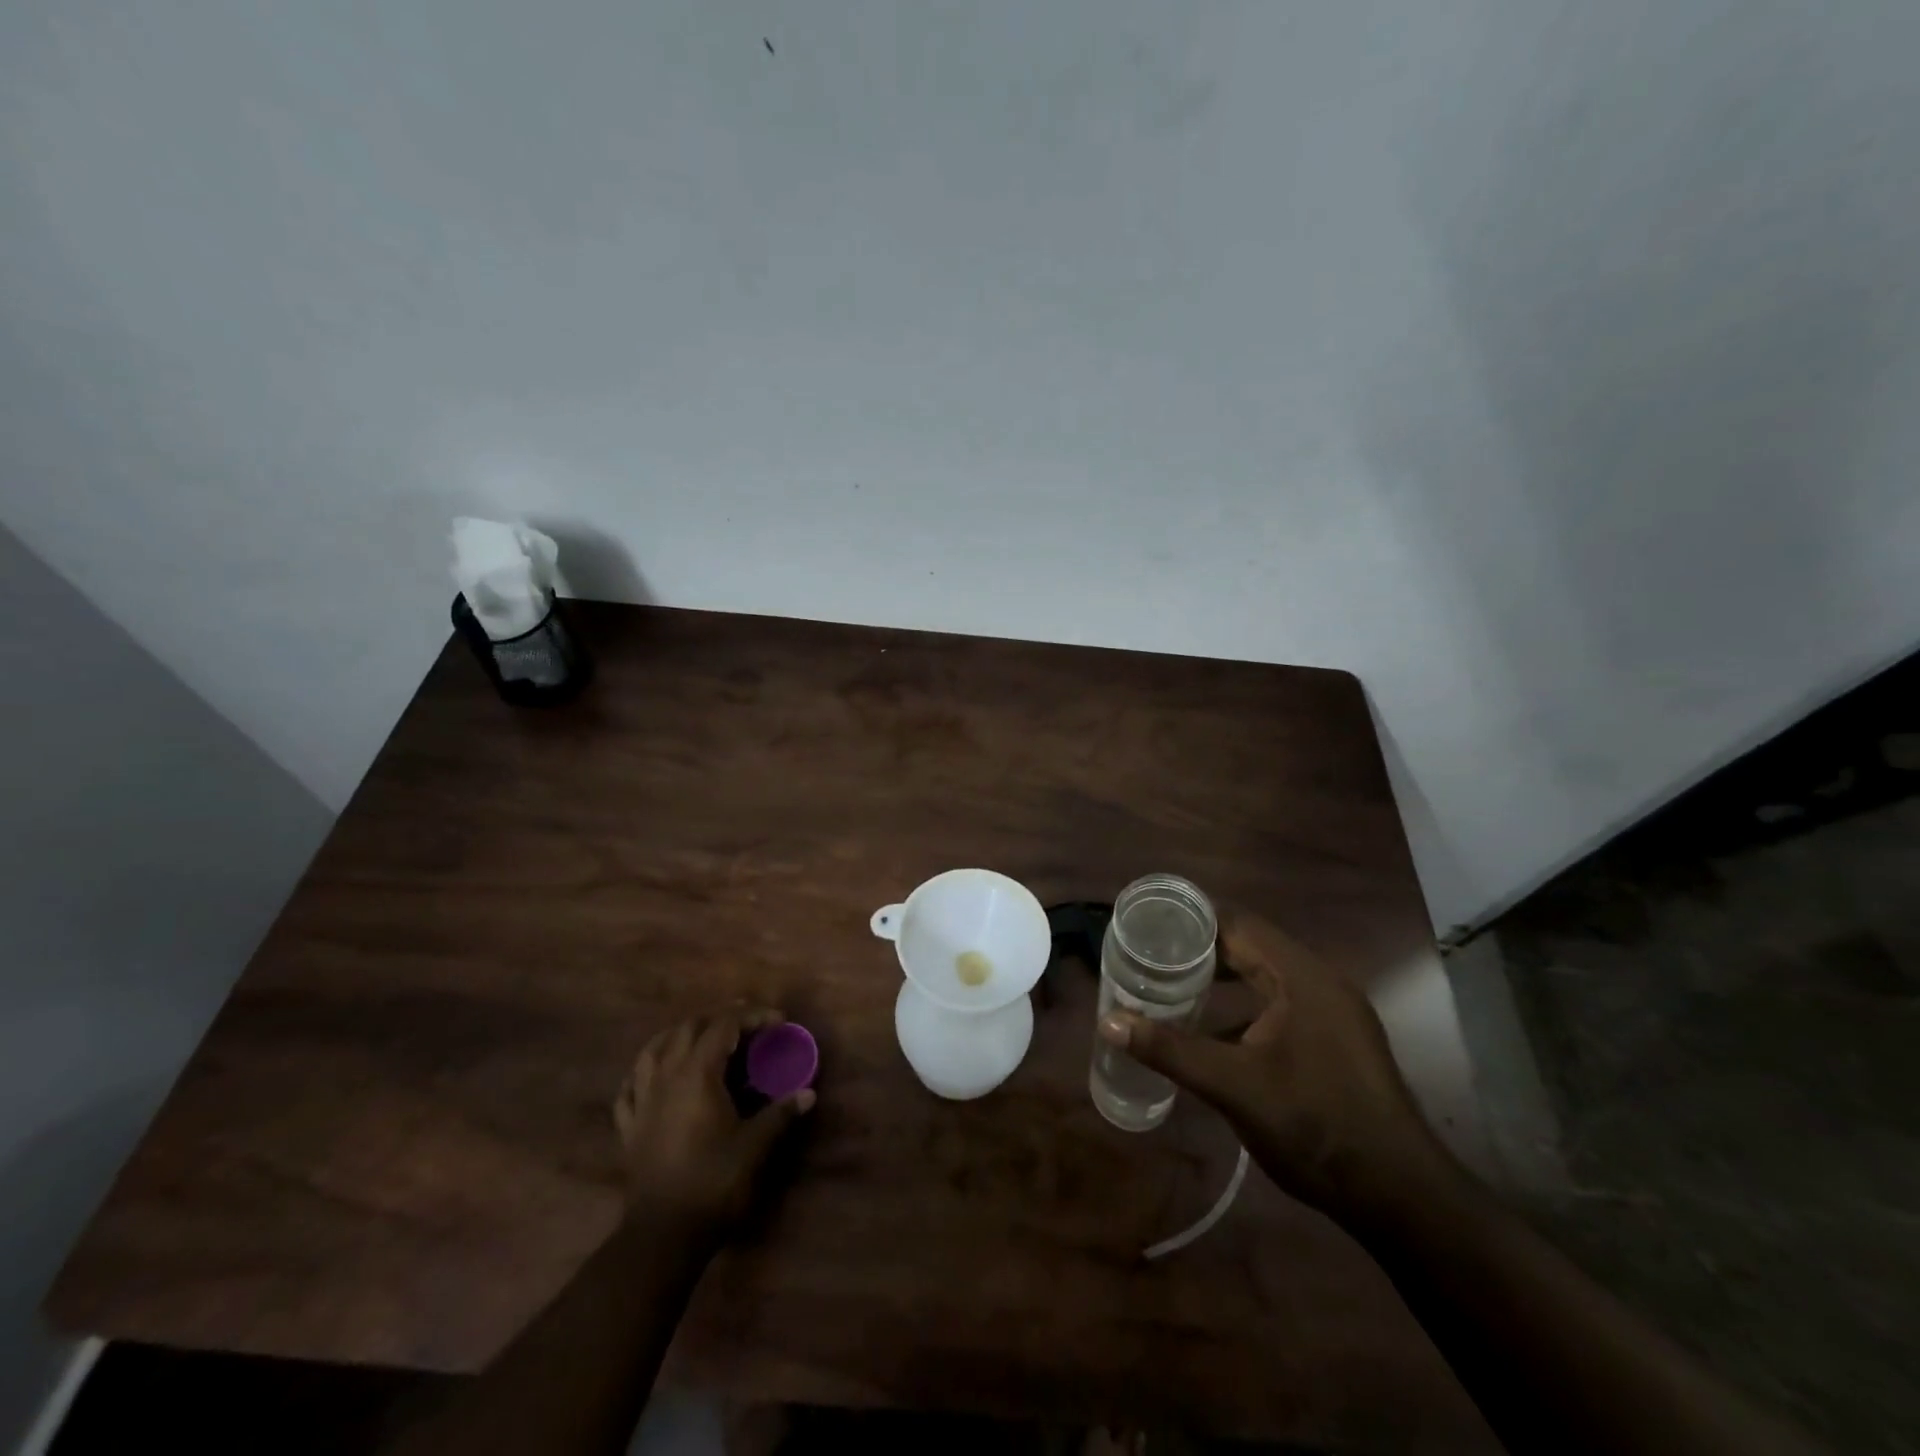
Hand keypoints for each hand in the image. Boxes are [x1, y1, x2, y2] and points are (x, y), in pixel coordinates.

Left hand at [613, 1006, 813, 1240]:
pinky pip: (631, 1086)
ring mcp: (642, 1101)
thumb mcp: (755, 1145)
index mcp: (698, 1073)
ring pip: (653, 1049)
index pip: (725, 1025)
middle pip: (688, 1028)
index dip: (753, 1016)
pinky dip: (645, 1072)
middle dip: (718, 1018)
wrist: (663, 1234)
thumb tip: (808, 1094)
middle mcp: (666, 1076)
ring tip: (699, 1037)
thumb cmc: (714, 1182)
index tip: (778, 1021)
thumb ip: (780, 1113)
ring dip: (678, 1035)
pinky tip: (653, 1076)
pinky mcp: (629, 1127)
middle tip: (746, 1024)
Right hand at [1097, 911, 1442, 1218]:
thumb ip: (1171, 1049)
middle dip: (1202, 950)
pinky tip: (1213, 1034)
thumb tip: (1110, 1020)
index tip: (1150, 925)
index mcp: (1302, 977)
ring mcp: (1333, 1013)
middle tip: (1151, 955)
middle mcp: (1320, 983)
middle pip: (1252, 947)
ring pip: (1266, 978)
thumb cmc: (1314, 1125)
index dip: (1194, 921)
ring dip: (1223, 980)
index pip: (1240, 925)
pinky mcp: (1336, 1042)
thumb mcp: (1233, 1086)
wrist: (1398, 1195)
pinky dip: (1245, 1009)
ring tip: (1172, 986)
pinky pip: (1281, 1006)